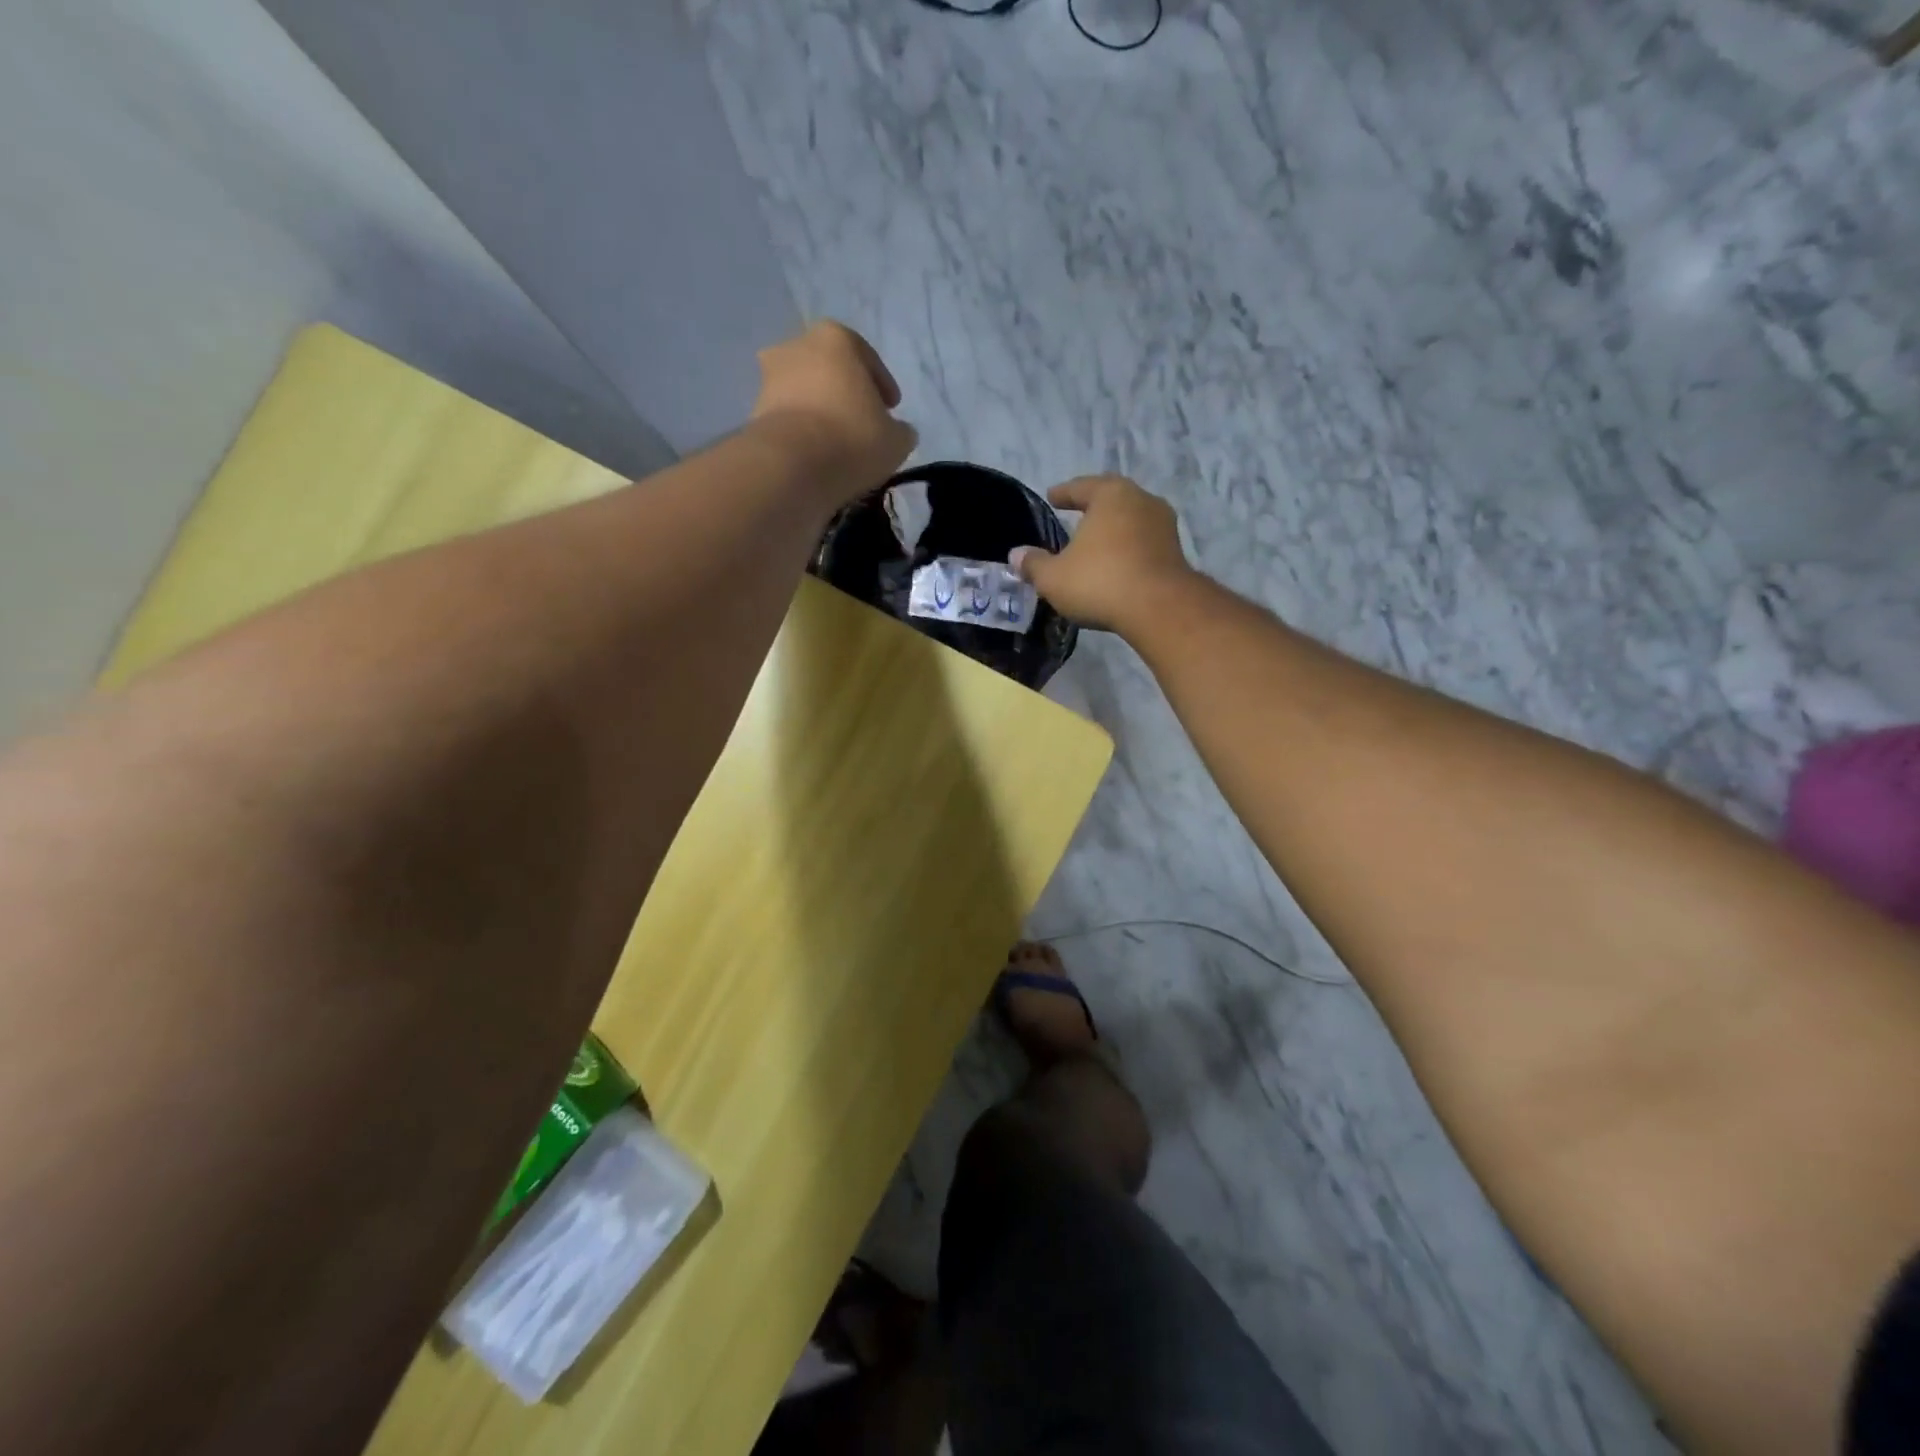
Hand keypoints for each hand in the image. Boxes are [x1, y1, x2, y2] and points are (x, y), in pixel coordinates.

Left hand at [750, 321, 916, 504]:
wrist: (792, 465)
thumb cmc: (853, 438)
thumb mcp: (896, 439)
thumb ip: (899, 429)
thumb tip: (897, 431)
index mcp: (836, 338)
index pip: (867, 358)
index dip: (883, 386)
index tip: (891, 409)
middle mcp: (797, 345)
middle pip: (830, 369)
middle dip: (845, 393)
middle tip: (862, 423)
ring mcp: (769, 377)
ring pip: (805, 391)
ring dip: (820, 411)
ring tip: (838, 443)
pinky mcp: (754, 410)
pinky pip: (788, 417)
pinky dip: (802, 430)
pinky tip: (816, 454)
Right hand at [1011, 475, 1193, 632]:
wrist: (1159, 608)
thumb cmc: (1100, 582)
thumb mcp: (1054, 577)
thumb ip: (1034, 564)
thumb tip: (1016, 554)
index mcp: (1110, 495)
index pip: (1082, 487)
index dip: (1064, 493)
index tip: (1052, 497)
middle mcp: (1141, 500)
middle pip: (1112, 499)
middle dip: (1094, 507)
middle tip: (1077, 513)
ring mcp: (1164, 526)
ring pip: (1131, 520)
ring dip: (1114, 529)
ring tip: (1097, 541)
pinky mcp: (1176, 552)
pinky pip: (1144, 543)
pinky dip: (1129, 549)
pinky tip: (1118, 563)